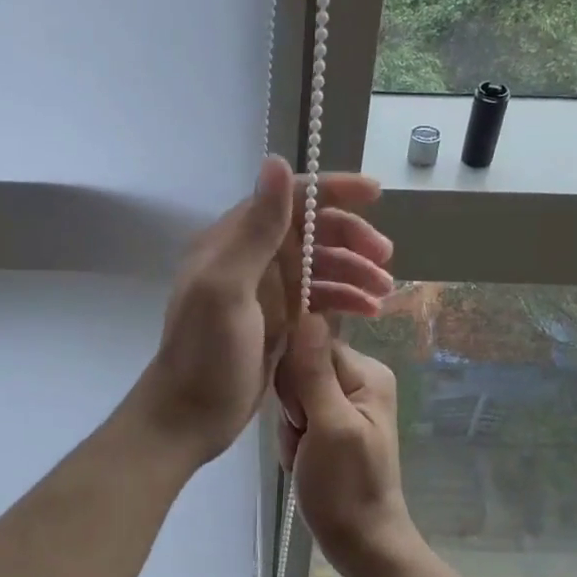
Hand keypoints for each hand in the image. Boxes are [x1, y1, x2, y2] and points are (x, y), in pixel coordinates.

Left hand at [134, 156, 393, 464]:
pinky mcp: (280, 321)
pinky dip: (346, 299)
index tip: (375, 194)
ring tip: (384, 292)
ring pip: (321, 266)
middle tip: (385, 259)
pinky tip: (371, 311)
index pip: (289, 199)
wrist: (191, 416)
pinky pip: (321, 298)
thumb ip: (255, 229)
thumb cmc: (206, 353)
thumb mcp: (227, 288)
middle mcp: (252, 259)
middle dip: (351, 238)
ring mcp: (267, 291)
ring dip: (355, 271)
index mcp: (234, 241)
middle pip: (312, 232)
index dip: (332, 191)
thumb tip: (278, 160)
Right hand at [274, 313, 415, 572]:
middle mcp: (359, 380)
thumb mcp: (329, 426)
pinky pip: (296, 415)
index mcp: (367, 373)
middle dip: (291, 407)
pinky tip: (301, 460)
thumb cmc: (346, 488)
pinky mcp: (330, 424)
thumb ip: (314, 372)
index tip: (302, 416)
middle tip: (305, 439)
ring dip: (289, 426)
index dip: (295, 379)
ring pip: (293, 393)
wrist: (360, 543)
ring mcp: (344, 403)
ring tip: (304, 454)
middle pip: (299, 368)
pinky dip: (292, 438)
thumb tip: (305, 313)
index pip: (310, 345)